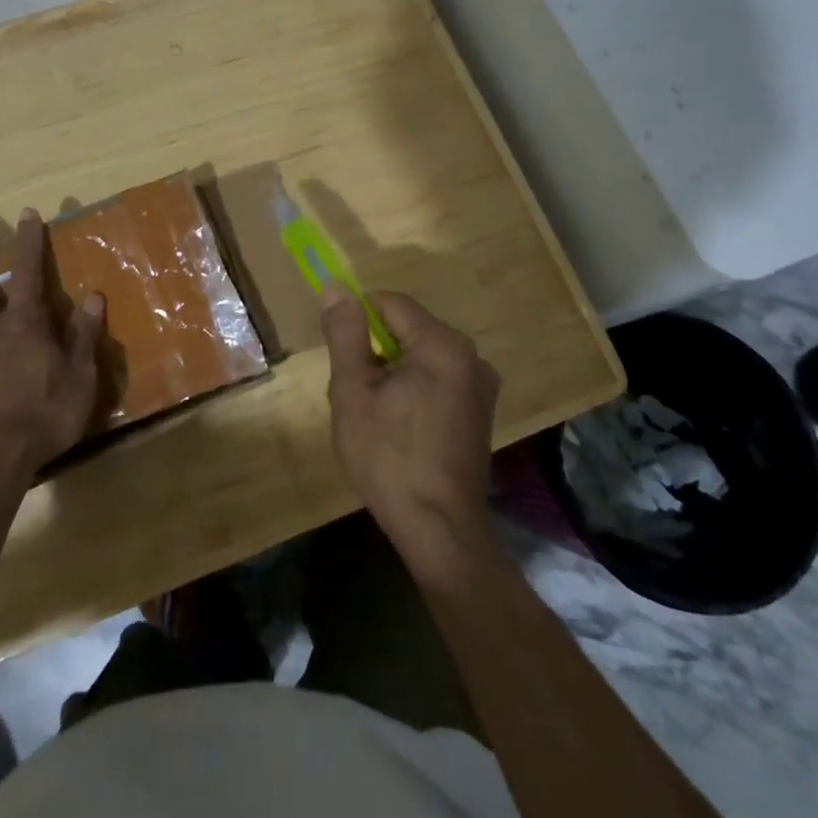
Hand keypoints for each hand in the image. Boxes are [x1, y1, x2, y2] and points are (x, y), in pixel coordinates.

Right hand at [322, 286, 500, 580]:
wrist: (439, 530)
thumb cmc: (389, 458)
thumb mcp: (353, 392)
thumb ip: (345, 334)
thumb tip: (336, 287)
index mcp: (443, 345)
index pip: (391, 303)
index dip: (358, 320)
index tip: (342, 355)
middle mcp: (471, 355)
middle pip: (408, 328)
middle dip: (375, 350)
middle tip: (357, 393)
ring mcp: (481, 385)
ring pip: (421, 354)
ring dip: (393, 371)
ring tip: (377, 415)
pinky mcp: (481, 410)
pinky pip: (439, 377)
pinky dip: (415, 388)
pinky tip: (401, 426)